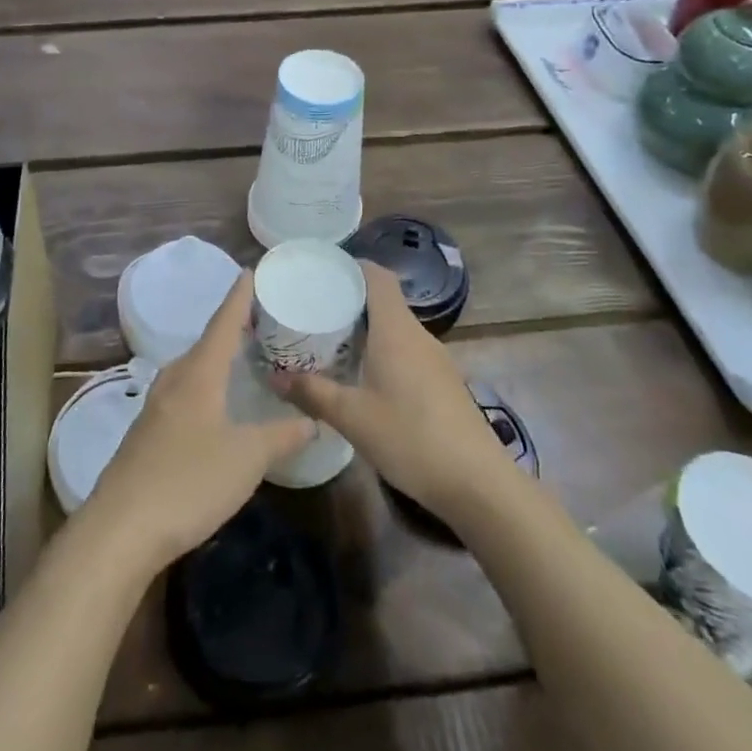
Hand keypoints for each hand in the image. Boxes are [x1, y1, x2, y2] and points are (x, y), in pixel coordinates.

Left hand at [81, 271, 314, 571]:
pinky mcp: (148, 433)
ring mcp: (156, 406)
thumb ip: (281, 436)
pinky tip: (216, 404)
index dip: (240, 296)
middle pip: (207, 342)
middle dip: (233, 328)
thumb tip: (311, 420)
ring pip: (193, 369)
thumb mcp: (247, 459)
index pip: (223, 321)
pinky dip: (206, 385)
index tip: (251, 270)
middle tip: (263, 319)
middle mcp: (174, 379)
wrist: (121, 528)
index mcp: (198, 373)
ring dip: (218, 358)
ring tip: (244, 357)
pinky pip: (184, 393)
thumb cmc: (189, 481)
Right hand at [271, 260, 511, 522]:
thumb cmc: (411, 438)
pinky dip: (382, 351)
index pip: (377, 276)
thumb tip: (274, 378)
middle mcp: (418, 335)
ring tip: (331, 341)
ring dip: (366, 329)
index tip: (321, 271)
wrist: (478, 483)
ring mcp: (436, 359)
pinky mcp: (443, 383)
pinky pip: (407, 351)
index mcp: (396, 330)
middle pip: (384, 301)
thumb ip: (312, 393)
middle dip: (350, 300)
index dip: (352, 266)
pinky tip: (363, 376)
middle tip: (313, 309)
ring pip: (396, 328)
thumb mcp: (352, 417)